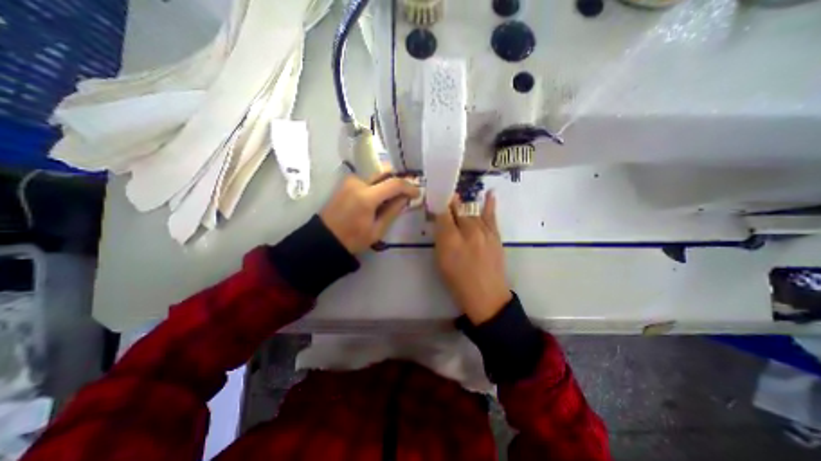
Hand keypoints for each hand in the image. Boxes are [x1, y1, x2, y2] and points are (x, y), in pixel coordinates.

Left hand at [318, 174, 418, 253]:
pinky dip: (378, 185)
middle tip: (409, 190)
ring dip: (388, 182)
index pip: (394, 184)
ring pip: (377, 175)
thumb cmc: (352, 239)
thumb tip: (405, 198)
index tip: (418, 193)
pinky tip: (381, 197)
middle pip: (385, 172)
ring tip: (395, 197)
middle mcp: (358, 183)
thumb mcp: (377, 230)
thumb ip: (393, 211)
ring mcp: (350, 181)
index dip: (409, 187)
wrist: (325, 238)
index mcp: (366, 197)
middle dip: (399, 179)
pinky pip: (368, 180)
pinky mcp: (346, 183)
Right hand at [432, 191, 511, 322]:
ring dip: (463, 207)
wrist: (486, 296)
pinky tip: (489, 193)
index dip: (439, 206)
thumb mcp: (441, 261)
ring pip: (471, 212)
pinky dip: (490, 204)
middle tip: (445, 203)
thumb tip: (440, 222)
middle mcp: (467, 231)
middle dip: (450, 205)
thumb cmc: (458, 281)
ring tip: (457, 201)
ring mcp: (483, 231)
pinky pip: (491, 215)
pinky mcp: (495, 235)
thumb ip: (440, 238)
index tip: (435, 202)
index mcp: (450, 240)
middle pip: (457, 211)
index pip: (443, 214)